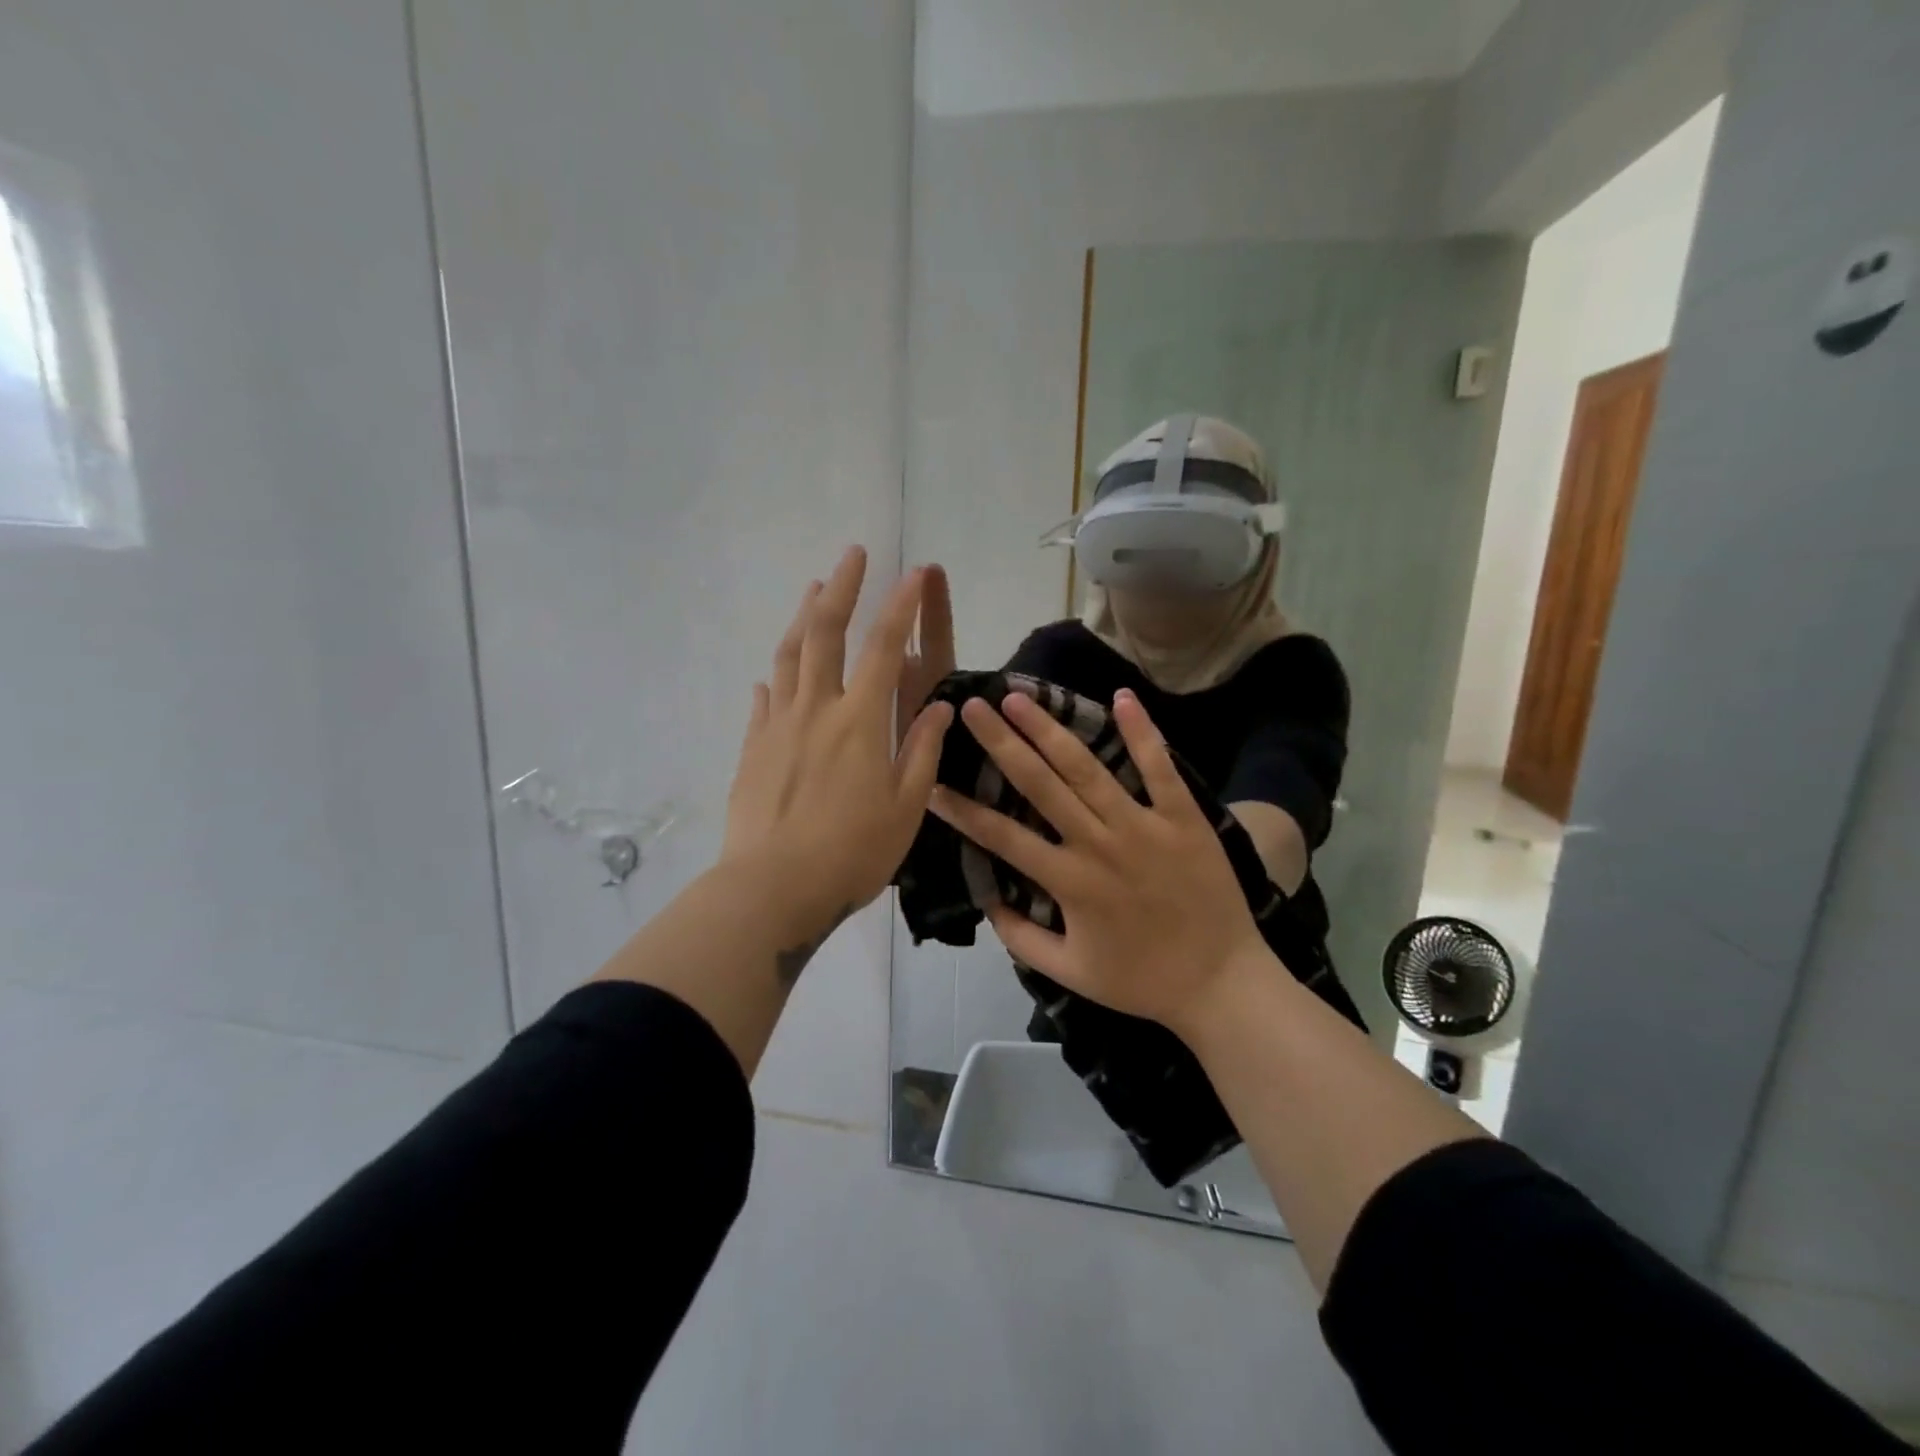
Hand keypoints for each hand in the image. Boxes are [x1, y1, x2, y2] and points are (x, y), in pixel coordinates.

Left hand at [723, 546, 953, 940]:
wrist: (772, 888)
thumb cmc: (851, 853)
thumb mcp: (905, 808)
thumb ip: (921, 752)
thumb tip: (937, 707)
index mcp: (860, 721)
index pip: (884, 648)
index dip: (900, 606)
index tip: (913, 572)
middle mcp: (816, 709)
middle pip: (826, 633)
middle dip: (842, 588)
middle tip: (852, 554)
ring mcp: (777, 726)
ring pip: (789, 656)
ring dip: (803, 617)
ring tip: (813, 589)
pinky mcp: (752, 748)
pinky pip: (762, 701)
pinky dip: (774, 678)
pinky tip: (772, 675)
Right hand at [928, 689, 1270, 1037]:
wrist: (1223, 984)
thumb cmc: (1142, 980)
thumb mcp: (1070, 973)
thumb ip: (1021, 938)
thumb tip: (987, 901)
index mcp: (1069, 881)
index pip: (1002, 836)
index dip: (963, 811)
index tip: (932, 784)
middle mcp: (1099, 843)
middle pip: (1040, 784)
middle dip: (1001, 743)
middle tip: (973, 707)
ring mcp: (1143, 825)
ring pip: (1088, 768)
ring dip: (1050, 729)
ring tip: (1019, 697)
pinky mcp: (1183, 818)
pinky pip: (1160, 768)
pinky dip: (1142, 732)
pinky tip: (1121, 697)